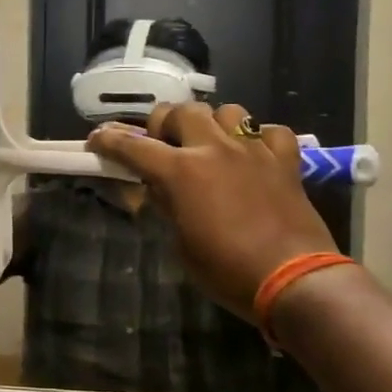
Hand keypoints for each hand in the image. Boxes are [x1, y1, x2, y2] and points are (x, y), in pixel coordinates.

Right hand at [88, 103, 338, 322]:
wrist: (294, 280)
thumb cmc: (227, 271)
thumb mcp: (182, 244)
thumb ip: (169, 207)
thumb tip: (162, 190)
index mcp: (181, 172)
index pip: (134, 147)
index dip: (110, 141)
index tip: (97, 139)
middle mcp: (215, 150)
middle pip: (182, 111)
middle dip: (166, 123)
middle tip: (164, 144)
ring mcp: (253, 151)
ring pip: (228, 111)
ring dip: (212, 124)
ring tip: (211, 144)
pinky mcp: (285, 161)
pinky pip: (272, 132)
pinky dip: (260, 139)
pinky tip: (254, 155)